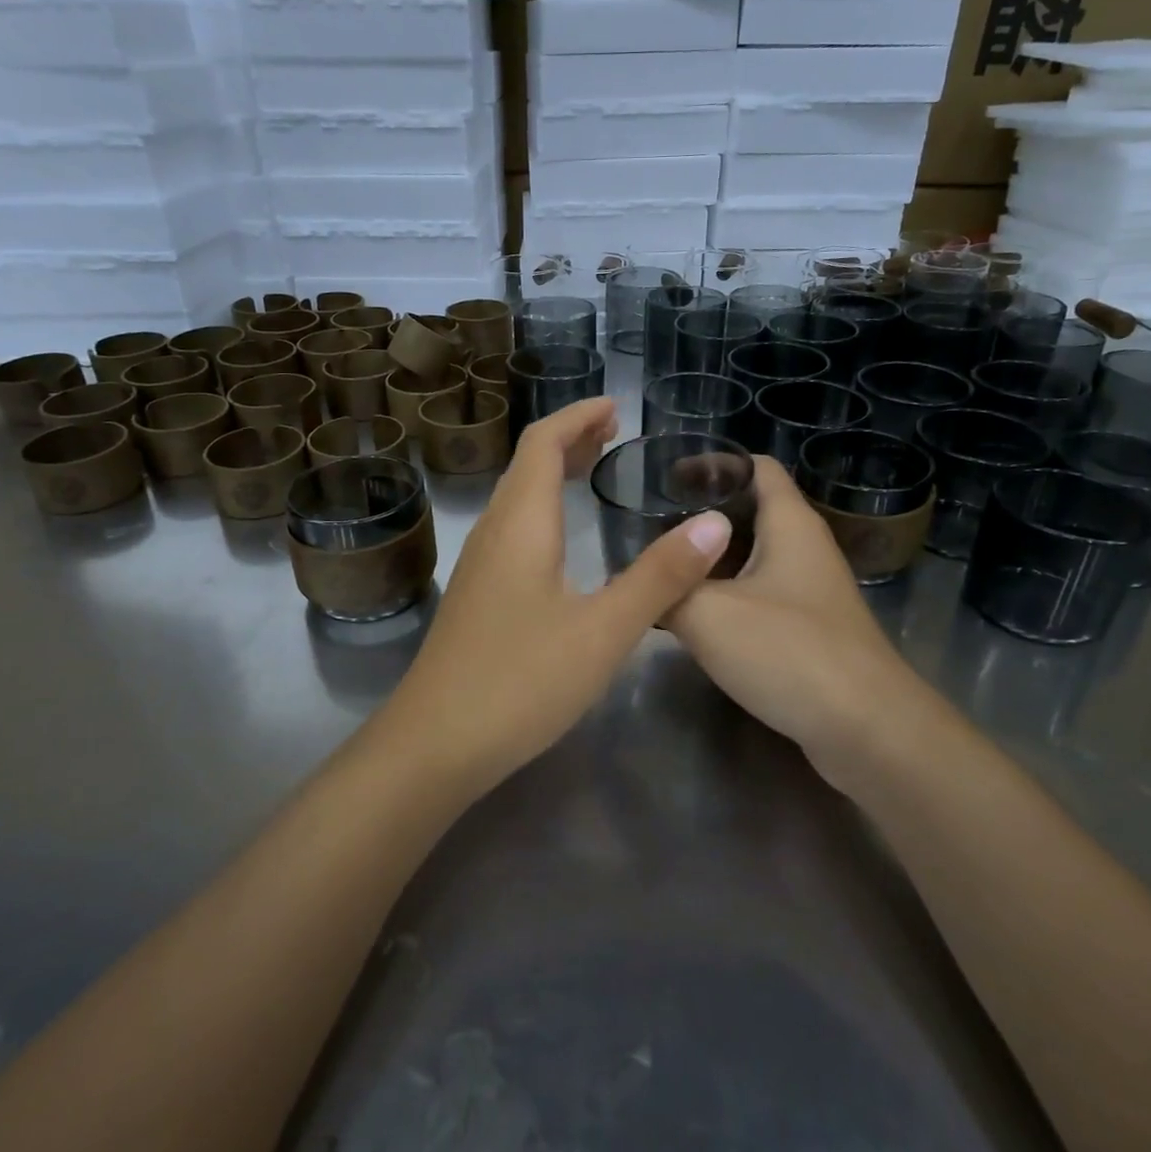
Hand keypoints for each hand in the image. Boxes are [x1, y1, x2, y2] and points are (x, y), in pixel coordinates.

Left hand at [378, 398, 731, 792]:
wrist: (434, 744)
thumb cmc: (521, 680)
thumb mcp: (604, 630)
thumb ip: (660, 576)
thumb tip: (716, 523)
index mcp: (521, 524)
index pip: (543, 443)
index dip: (577, 417)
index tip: (616, 407)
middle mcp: (494, 533)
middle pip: (527, 465)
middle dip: (569, 440)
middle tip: (614, 434)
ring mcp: (479, 566)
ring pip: (517, 498)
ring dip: (554, 474)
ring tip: (594, 471)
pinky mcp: (477, 597)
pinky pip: (513, 529)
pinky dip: (544, 509)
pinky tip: (563, 541)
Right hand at [666, 456, 913, 784]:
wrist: (867, 731)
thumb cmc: (789, 652)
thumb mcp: (707, 614)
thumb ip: (665, 590)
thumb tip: (630, 583)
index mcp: (790, 524)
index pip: (755, 466)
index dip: (713, 463)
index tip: (664, 477)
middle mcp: (805, 549)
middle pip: (750, 512)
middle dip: (700, 516)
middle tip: (649, 527)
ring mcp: (811, 593)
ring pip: (753, 559)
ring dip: (711, 561)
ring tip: (662, 570)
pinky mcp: (810, 632)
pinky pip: (760, 598)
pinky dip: (727, 597)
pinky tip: (694, 618)